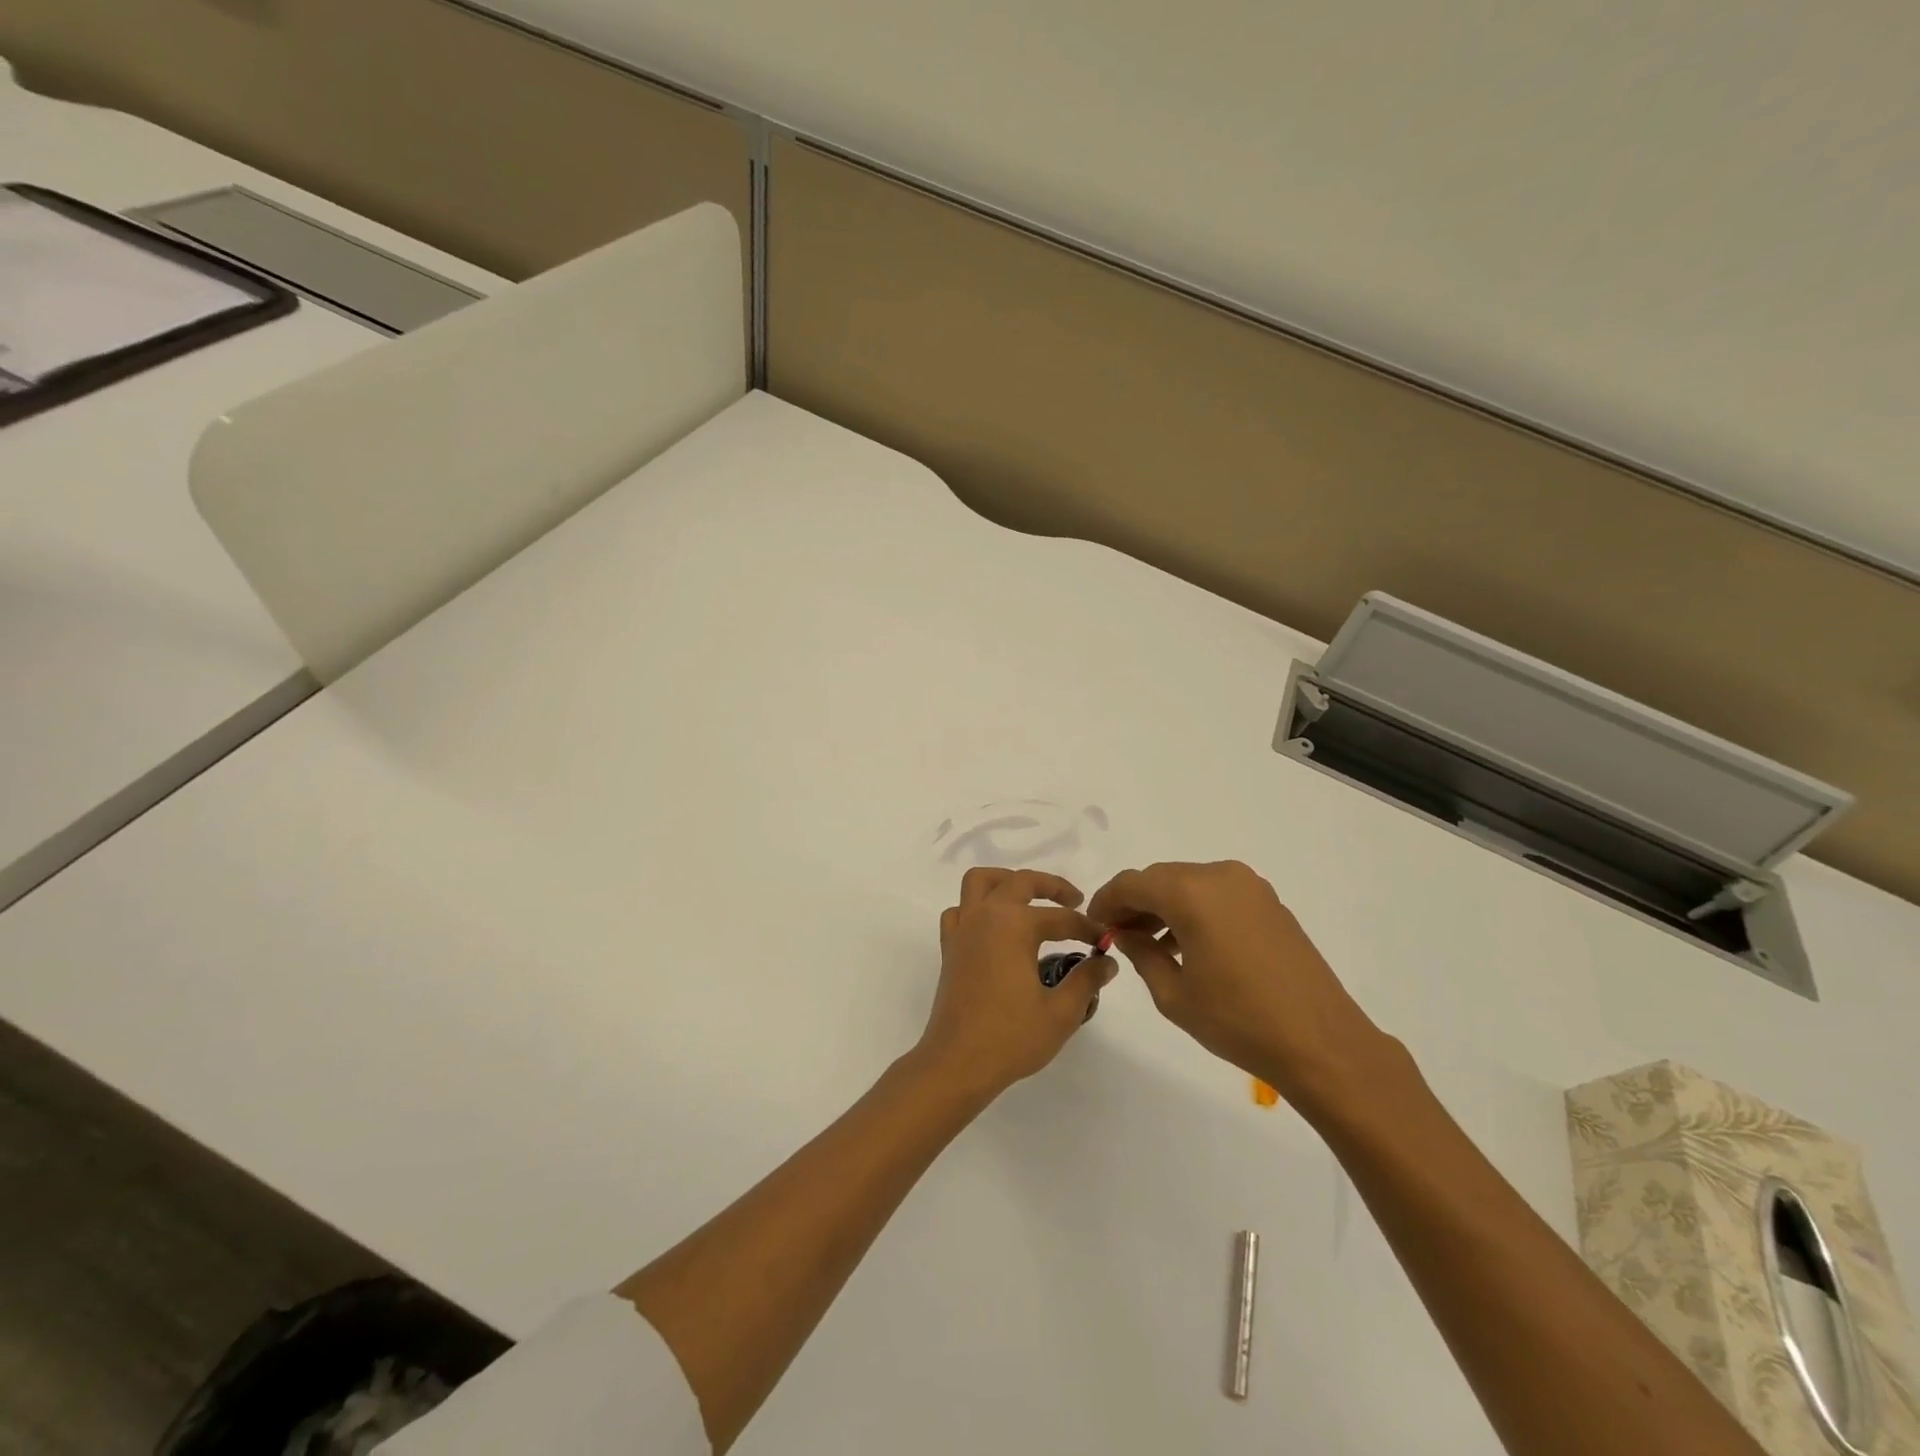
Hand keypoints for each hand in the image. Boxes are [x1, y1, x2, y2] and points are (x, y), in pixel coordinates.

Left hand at [916, 867, 1115, 1101]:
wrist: (957, 1063)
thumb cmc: (1011, 1037)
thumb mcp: (1061, 1012)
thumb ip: (1086, 980)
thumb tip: (1107, 962)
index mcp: (1014, 925)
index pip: (1061, 918)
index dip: (1087, 928)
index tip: (1105, 941)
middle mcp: (986, 917)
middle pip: (1020, 882)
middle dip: (1051, 886)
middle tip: (1075, 901)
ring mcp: (963, 930)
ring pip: (980, 883)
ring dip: (1007, 881)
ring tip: (1030, 899)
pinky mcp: (950, 948)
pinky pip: (960, 911)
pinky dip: (976, 908)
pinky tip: (994, 927)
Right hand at [1087, 860, 1392, 1116]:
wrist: (1322, 1042)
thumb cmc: (1239, 1021)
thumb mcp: (1175, 995)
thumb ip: (1142, 954)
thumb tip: (1126, 934)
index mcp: (1191, 893)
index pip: (1132, 883)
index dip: (1106, 901)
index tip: (1093, 924)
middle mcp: (1219, 876)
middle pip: (1161, 878)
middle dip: (1134, 902)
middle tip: (1117, 934)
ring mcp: (1249, 887)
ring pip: (1189, 884)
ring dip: (1164, 906)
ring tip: (1148, 943)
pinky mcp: (1269, 902)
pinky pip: (1216, 894)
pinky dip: (1194, 909)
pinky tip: (1186, 944)